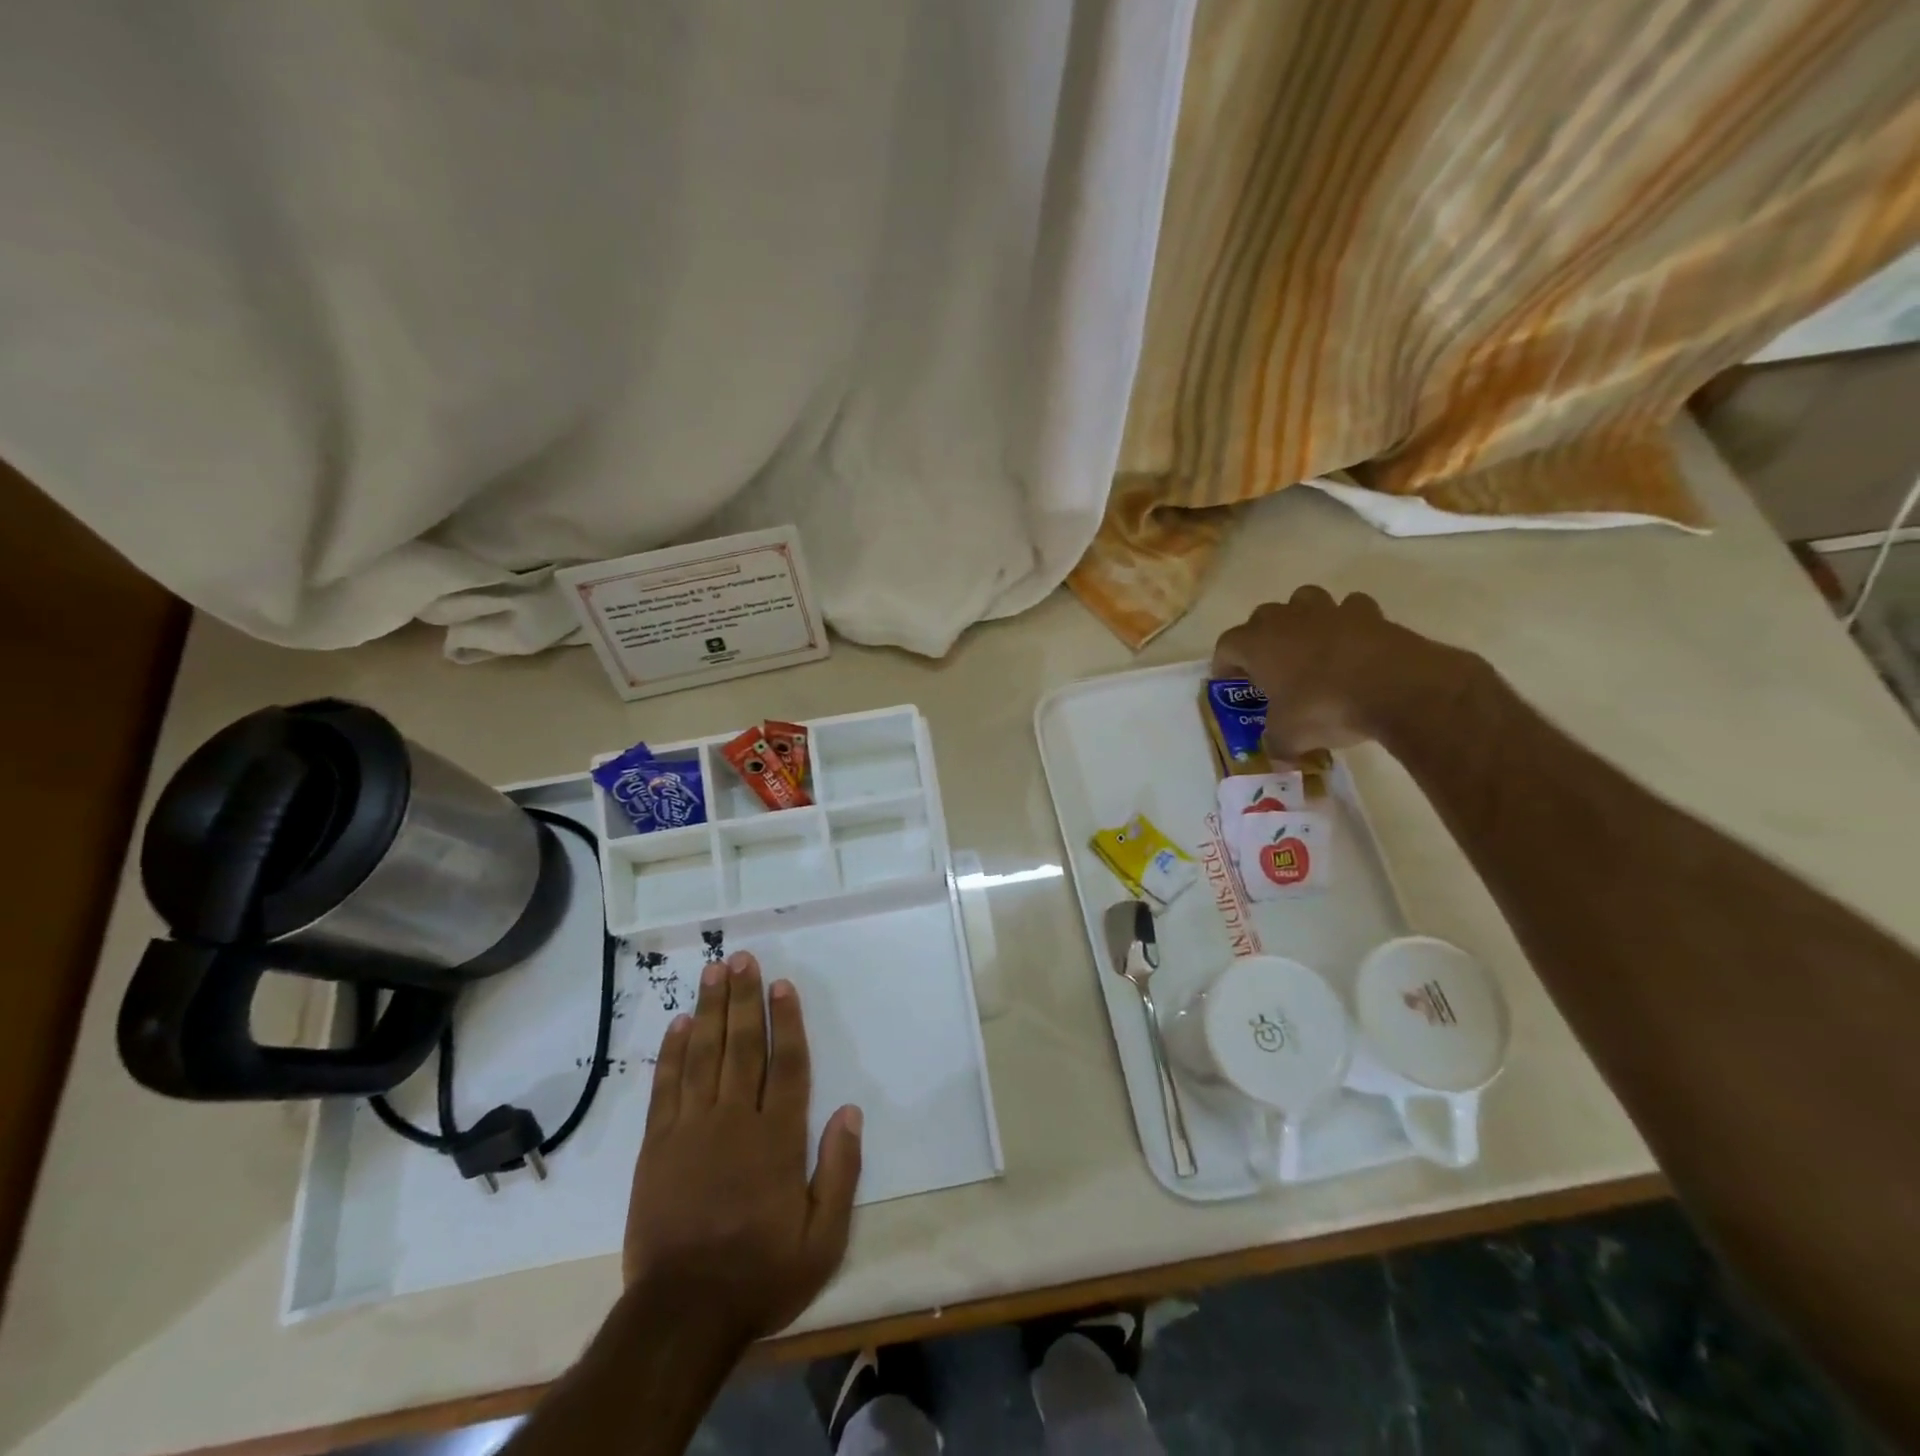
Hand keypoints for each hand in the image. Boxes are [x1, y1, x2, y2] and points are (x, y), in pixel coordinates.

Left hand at [622, 950, 862, 1343]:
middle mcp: (736, 1121)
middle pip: (743, 1046)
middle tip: (742, 958)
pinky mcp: (657, 1147)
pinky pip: (666, 1088)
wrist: (682, 1316)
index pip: (787, 1065)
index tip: (782, 984)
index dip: (786, 1021)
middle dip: (744, 998)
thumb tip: (850, 1111)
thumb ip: (840, 1171)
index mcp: (778, 1139)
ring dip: (710, 1010)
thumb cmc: (760, 1274)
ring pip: (704, 1056)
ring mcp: (692, 1130)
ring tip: (713, 972)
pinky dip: (672, 1053)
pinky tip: (679, 1024)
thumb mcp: (823, 1238)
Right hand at [1211, 586, 1477, 759]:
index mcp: (1257, 644)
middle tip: (1269, 667)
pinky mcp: (1368, 614)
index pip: (1226, 645)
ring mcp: (1328, 611)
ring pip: (1303, 600)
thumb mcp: (1289, 737)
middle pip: (1261, 617)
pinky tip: (1352, 644)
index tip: (1228, 681)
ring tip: (1308, 646)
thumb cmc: (1324, 707)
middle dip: (1261, 638)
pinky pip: (1350, 609)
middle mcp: (1287, 619)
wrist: (1395, 687)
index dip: (1224, 664)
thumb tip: (1277, 755)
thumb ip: (1276, 744)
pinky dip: (1347, 623)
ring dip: (1300, 619)